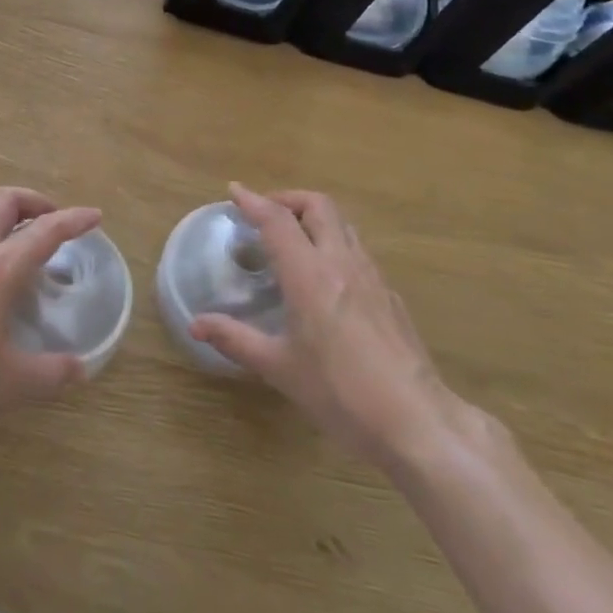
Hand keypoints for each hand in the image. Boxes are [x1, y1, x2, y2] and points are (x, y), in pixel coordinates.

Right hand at [190, 184, 469, 469]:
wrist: (417, 421)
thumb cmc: (340, 392)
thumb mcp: (280, 368)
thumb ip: (236, 340)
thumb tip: (195, 324)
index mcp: (310, 275)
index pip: (278, 221)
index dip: (254, 201)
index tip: (234, 191)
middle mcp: (342, 263)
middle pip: (318, 206)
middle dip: (288, 199)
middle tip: (264, 214)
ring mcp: (371, 277)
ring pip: (342, 225)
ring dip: (314, 219)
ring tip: (292, 241)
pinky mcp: (389, 296)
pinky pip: (357, 251)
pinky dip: (333, 245)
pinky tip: (324, 279)